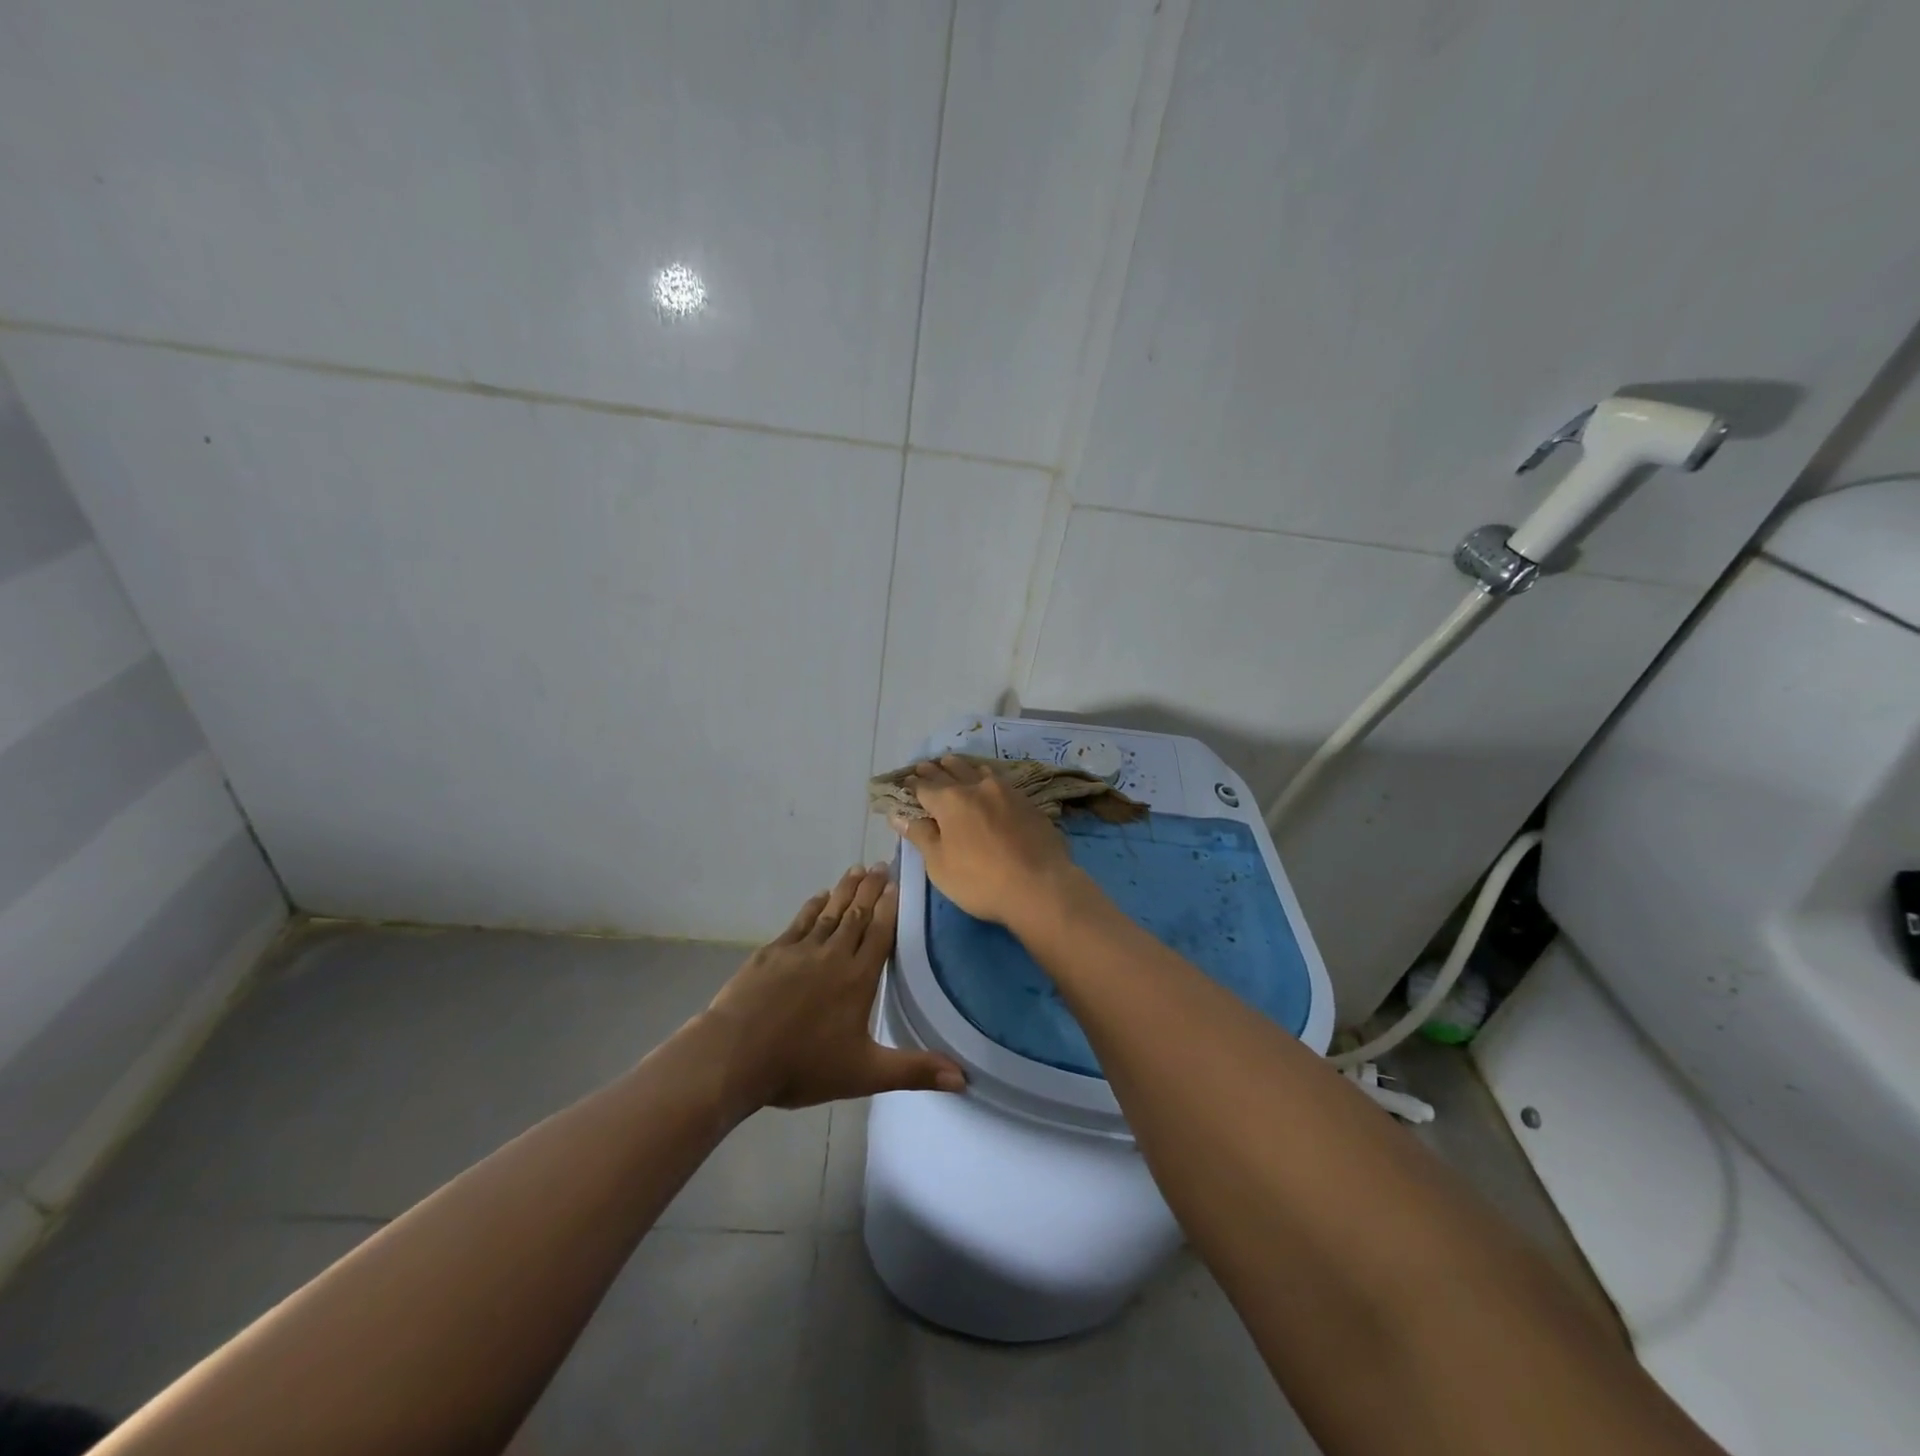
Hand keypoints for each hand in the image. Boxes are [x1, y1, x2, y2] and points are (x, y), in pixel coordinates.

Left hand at [703, 865, 965, 1111]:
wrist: (735, 1055)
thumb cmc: (803, 1065)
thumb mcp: (865, 1073)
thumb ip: (914, 1070)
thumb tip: (964, 1078)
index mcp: (858, 978)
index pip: (880, 932)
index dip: (890, 906)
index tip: (898, 882)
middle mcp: (833, 955)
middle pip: (857, 914)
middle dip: (871, 888)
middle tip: (881, 864)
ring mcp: (799, 950)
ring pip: (830, 912)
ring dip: (845, 889)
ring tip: (857, 870)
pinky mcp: (772, 953)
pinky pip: (799, 922)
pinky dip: (813, 907)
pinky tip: (819, 897)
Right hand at [889, 756, 1080, 928]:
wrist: (1040, 886)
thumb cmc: (980, 881)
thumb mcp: (940, 865)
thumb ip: (921, 835)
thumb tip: (898, 815)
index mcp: (950, 801)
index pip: (924, 786)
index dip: (913, 784)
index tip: (906, 781)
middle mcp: (977, 787)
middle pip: (951, 771)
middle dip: (936, 769)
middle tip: (926, 765)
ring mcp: (1006, 792)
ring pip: (978, 770)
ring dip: (963, 767)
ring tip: (954, 764)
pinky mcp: (1028, 802)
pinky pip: (1000, 781)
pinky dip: (986, 778)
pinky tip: (988, 783)